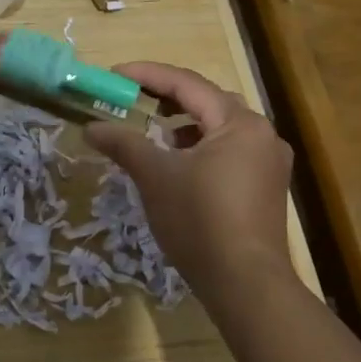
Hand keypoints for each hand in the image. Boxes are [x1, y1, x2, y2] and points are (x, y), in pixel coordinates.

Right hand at [84, 62, 295, 317]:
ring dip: (184, 124)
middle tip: (131, 98)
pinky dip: (201, 148)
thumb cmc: (200, 221)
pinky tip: (180, 165)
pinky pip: (229, 151)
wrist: (246, 286)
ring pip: (219, 127)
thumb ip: (123, 143)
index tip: (113, 76)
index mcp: (239, 123)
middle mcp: (262, 134)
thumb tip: (91, 127)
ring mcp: (269, 163)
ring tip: (153, 132)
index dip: (147, 75)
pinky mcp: (267, 188)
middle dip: (167, 97)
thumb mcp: (155, 176)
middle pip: (207, 101)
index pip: (187, 84)